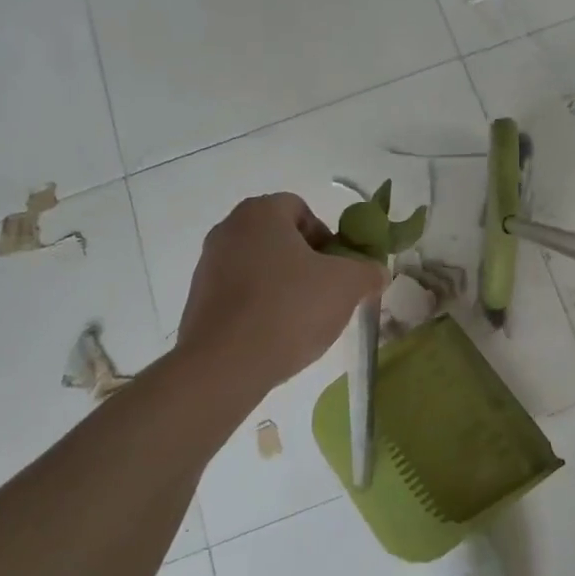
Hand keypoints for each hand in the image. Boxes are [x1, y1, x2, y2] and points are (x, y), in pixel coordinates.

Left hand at [175, 194, 387, 397]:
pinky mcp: (197, 302)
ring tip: (301, 320)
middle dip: (307, 263)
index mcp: (260, 213)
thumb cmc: (289, 309)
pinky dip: (259, 308)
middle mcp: (228, 230)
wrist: (224, 366)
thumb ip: (368, 272)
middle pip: (279, 238)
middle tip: (326, 293)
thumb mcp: (347, 286)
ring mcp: (207, 266)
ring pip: (259, 267)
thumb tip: (377, 272)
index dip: (326, 237)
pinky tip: (274, 336)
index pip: (301, 209)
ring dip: (283, 286)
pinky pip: (240, 295)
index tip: (338, 269)